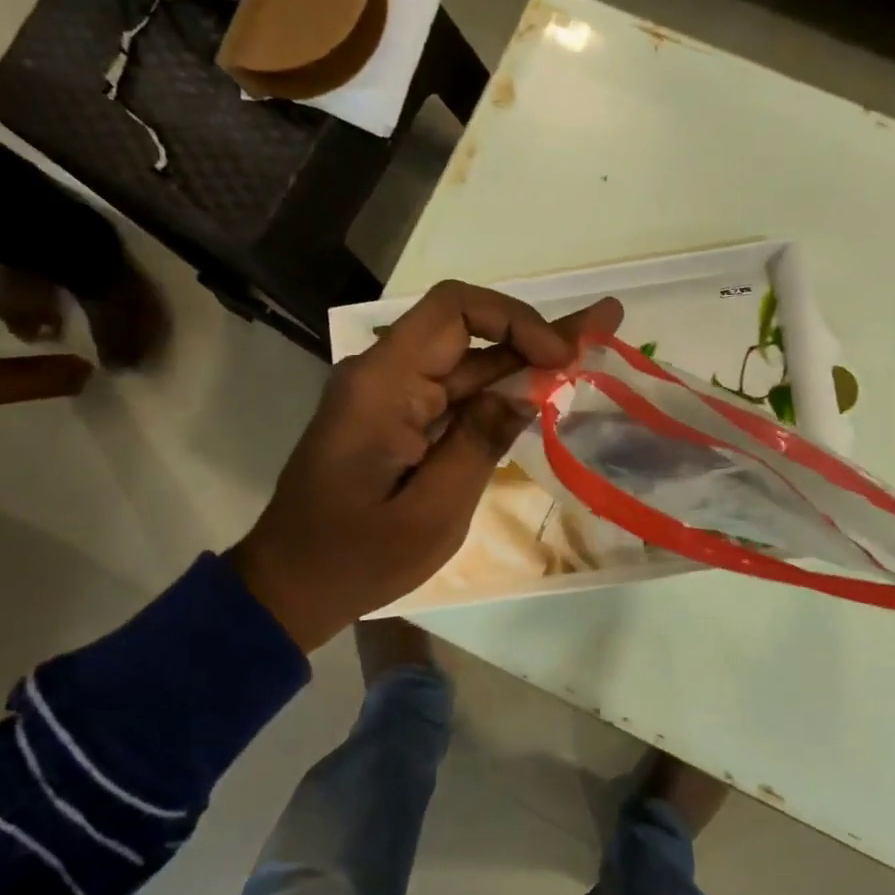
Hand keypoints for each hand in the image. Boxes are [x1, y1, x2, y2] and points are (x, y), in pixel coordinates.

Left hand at [229, 281, 621, 652]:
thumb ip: (478, 444)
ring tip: (591, 345)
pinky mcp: (398, 419)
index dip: (515, 320)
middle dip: (537, 332)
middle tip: (605, 323)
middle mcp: (384, 375)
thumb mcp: (431, 513)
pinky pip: (455, 393)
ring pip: (467, 361)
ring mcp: (390, 397)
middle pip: (468, 331)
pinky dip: (501, 391)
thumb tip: (525, 391)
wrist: (290, 585)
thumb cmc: (356, 557)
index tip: (559, 357)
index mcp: (383, 385)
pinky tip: (545, 386)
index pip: (454, 310)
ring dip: (526, 358)